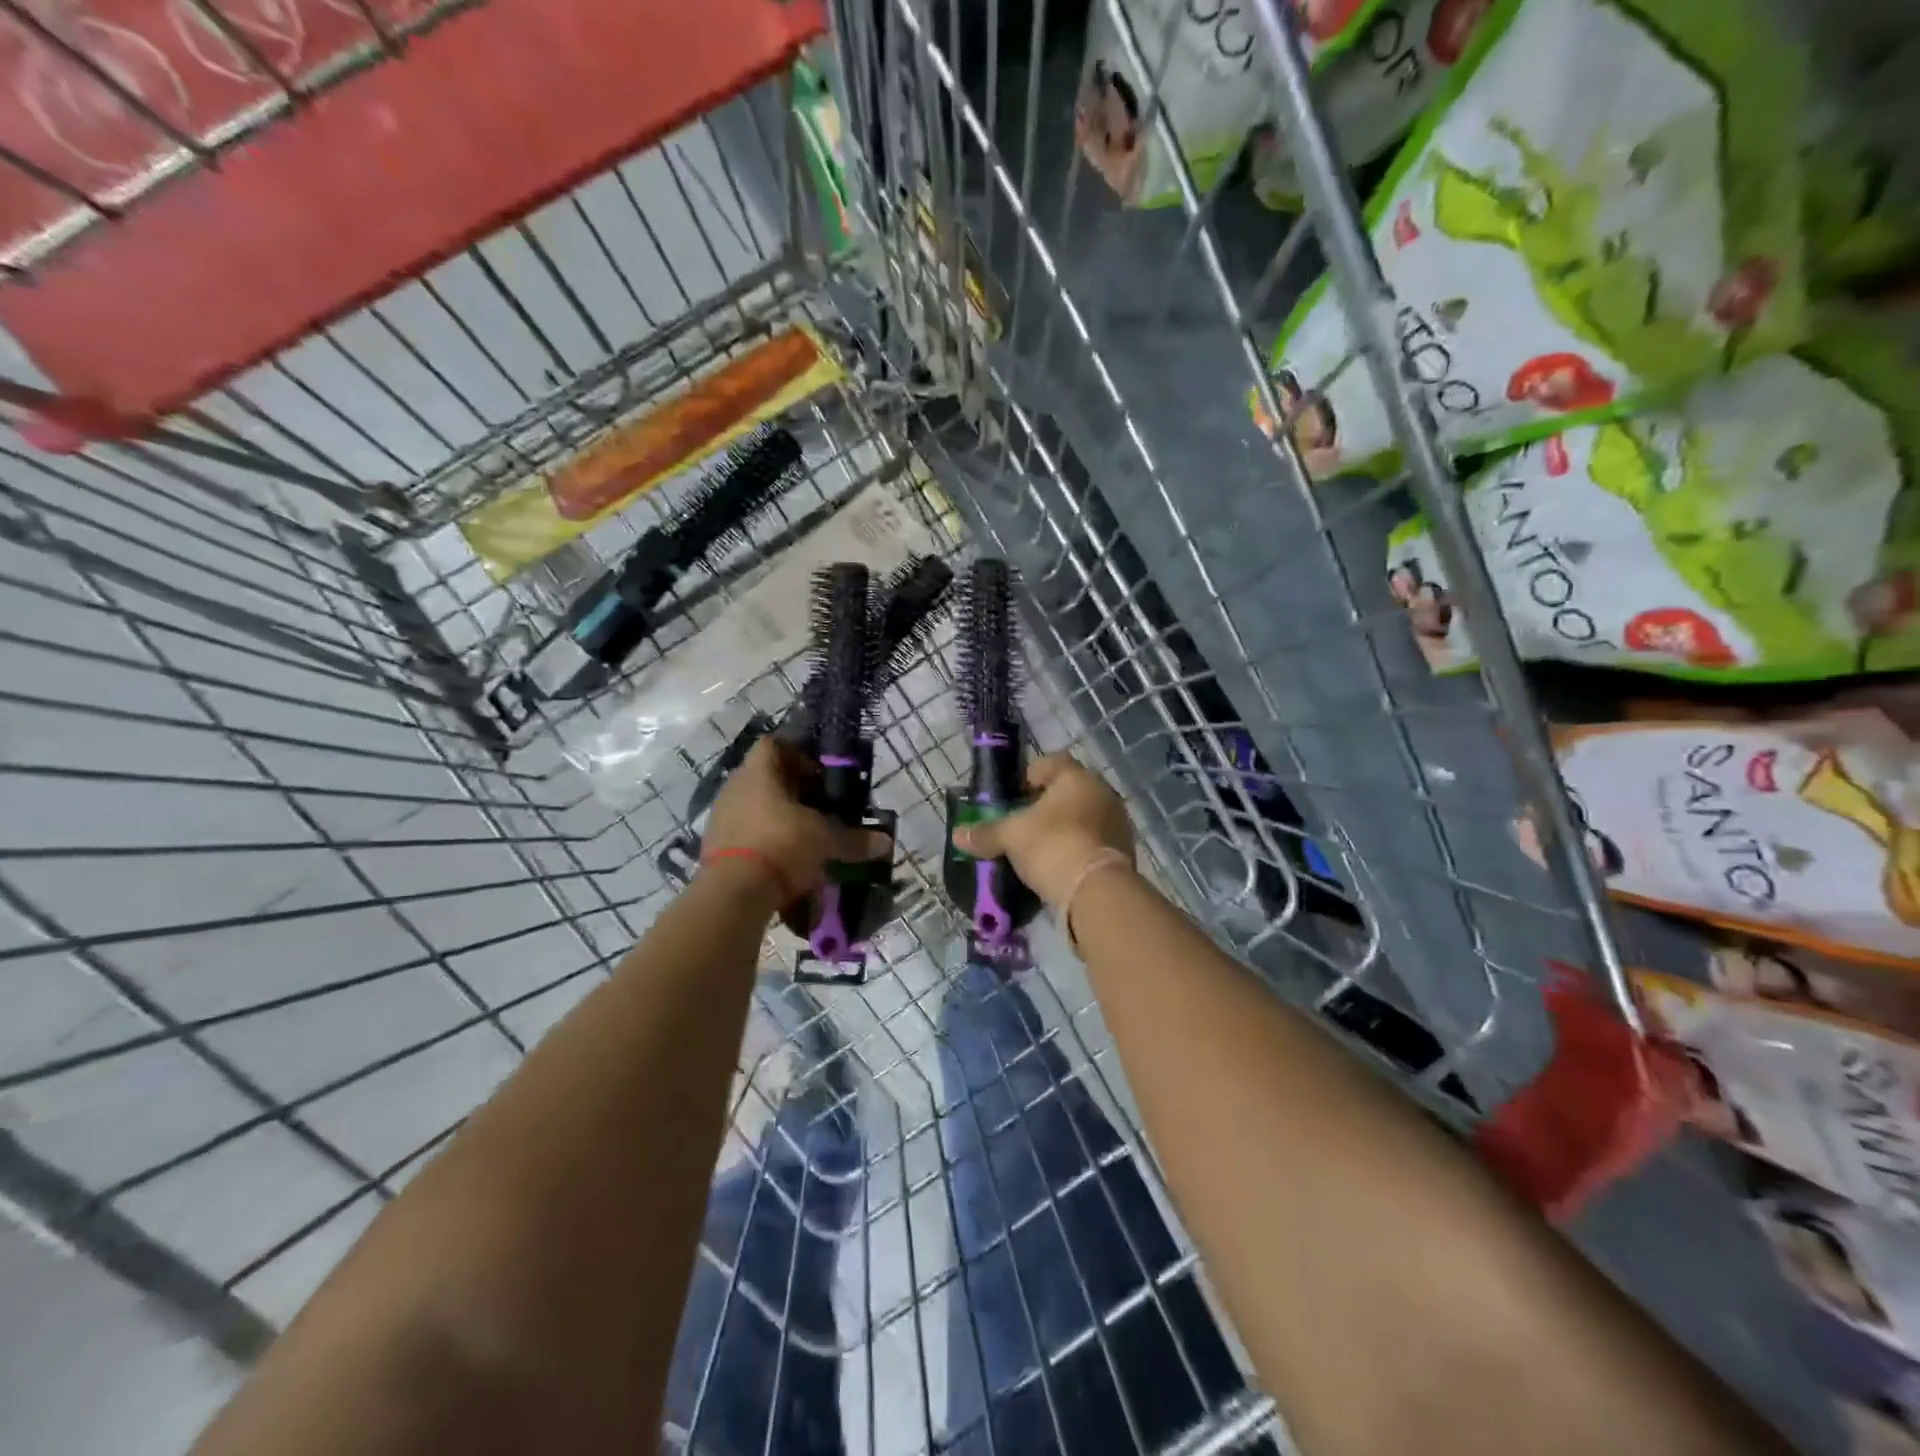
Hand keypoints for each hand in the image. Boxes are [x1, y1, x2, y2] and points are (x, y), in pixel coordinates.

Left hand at [702, 740, 890, 905]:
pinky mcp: (713, 848)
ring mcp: (720, 818)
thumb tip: (885, 842)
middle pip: (764, 777)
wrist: (734, 894)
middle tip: (818, 807)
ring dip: (776, 817)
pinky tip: (783, 860)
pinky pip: (743, 834)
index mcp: (759, 773)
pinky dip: (763, 841)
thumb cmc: (782, 846)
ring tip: (803, 836)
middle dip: (792, 790)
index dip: (798, 754)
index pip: (773, 745)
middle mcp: (735, 788)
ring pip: (753, 806)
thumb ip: (854, 840)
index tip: (819, 775)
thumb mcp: (825, 841)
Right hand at [951, 753, 1133, 908]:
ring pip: (1082, 818)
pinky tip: (1057, 868)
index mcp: (1077, 777)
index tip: (1012, 797)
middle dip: (1044, 807)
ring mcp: (1117, 824)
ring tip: (1036, 851)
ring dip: (1062, 830)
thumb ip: (986, 833)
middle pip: (1068, 792)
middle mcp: (1102, 793)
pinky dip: (1075, 850)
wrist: (1097, 892)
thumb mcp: (1011, 837)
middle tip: (1021, 825)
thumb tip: (958, 835)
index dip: (1029, 775)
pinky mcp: (1123, 853)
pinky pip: (1092, 843)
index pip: (1052, 762)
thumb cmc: (1052, 845)